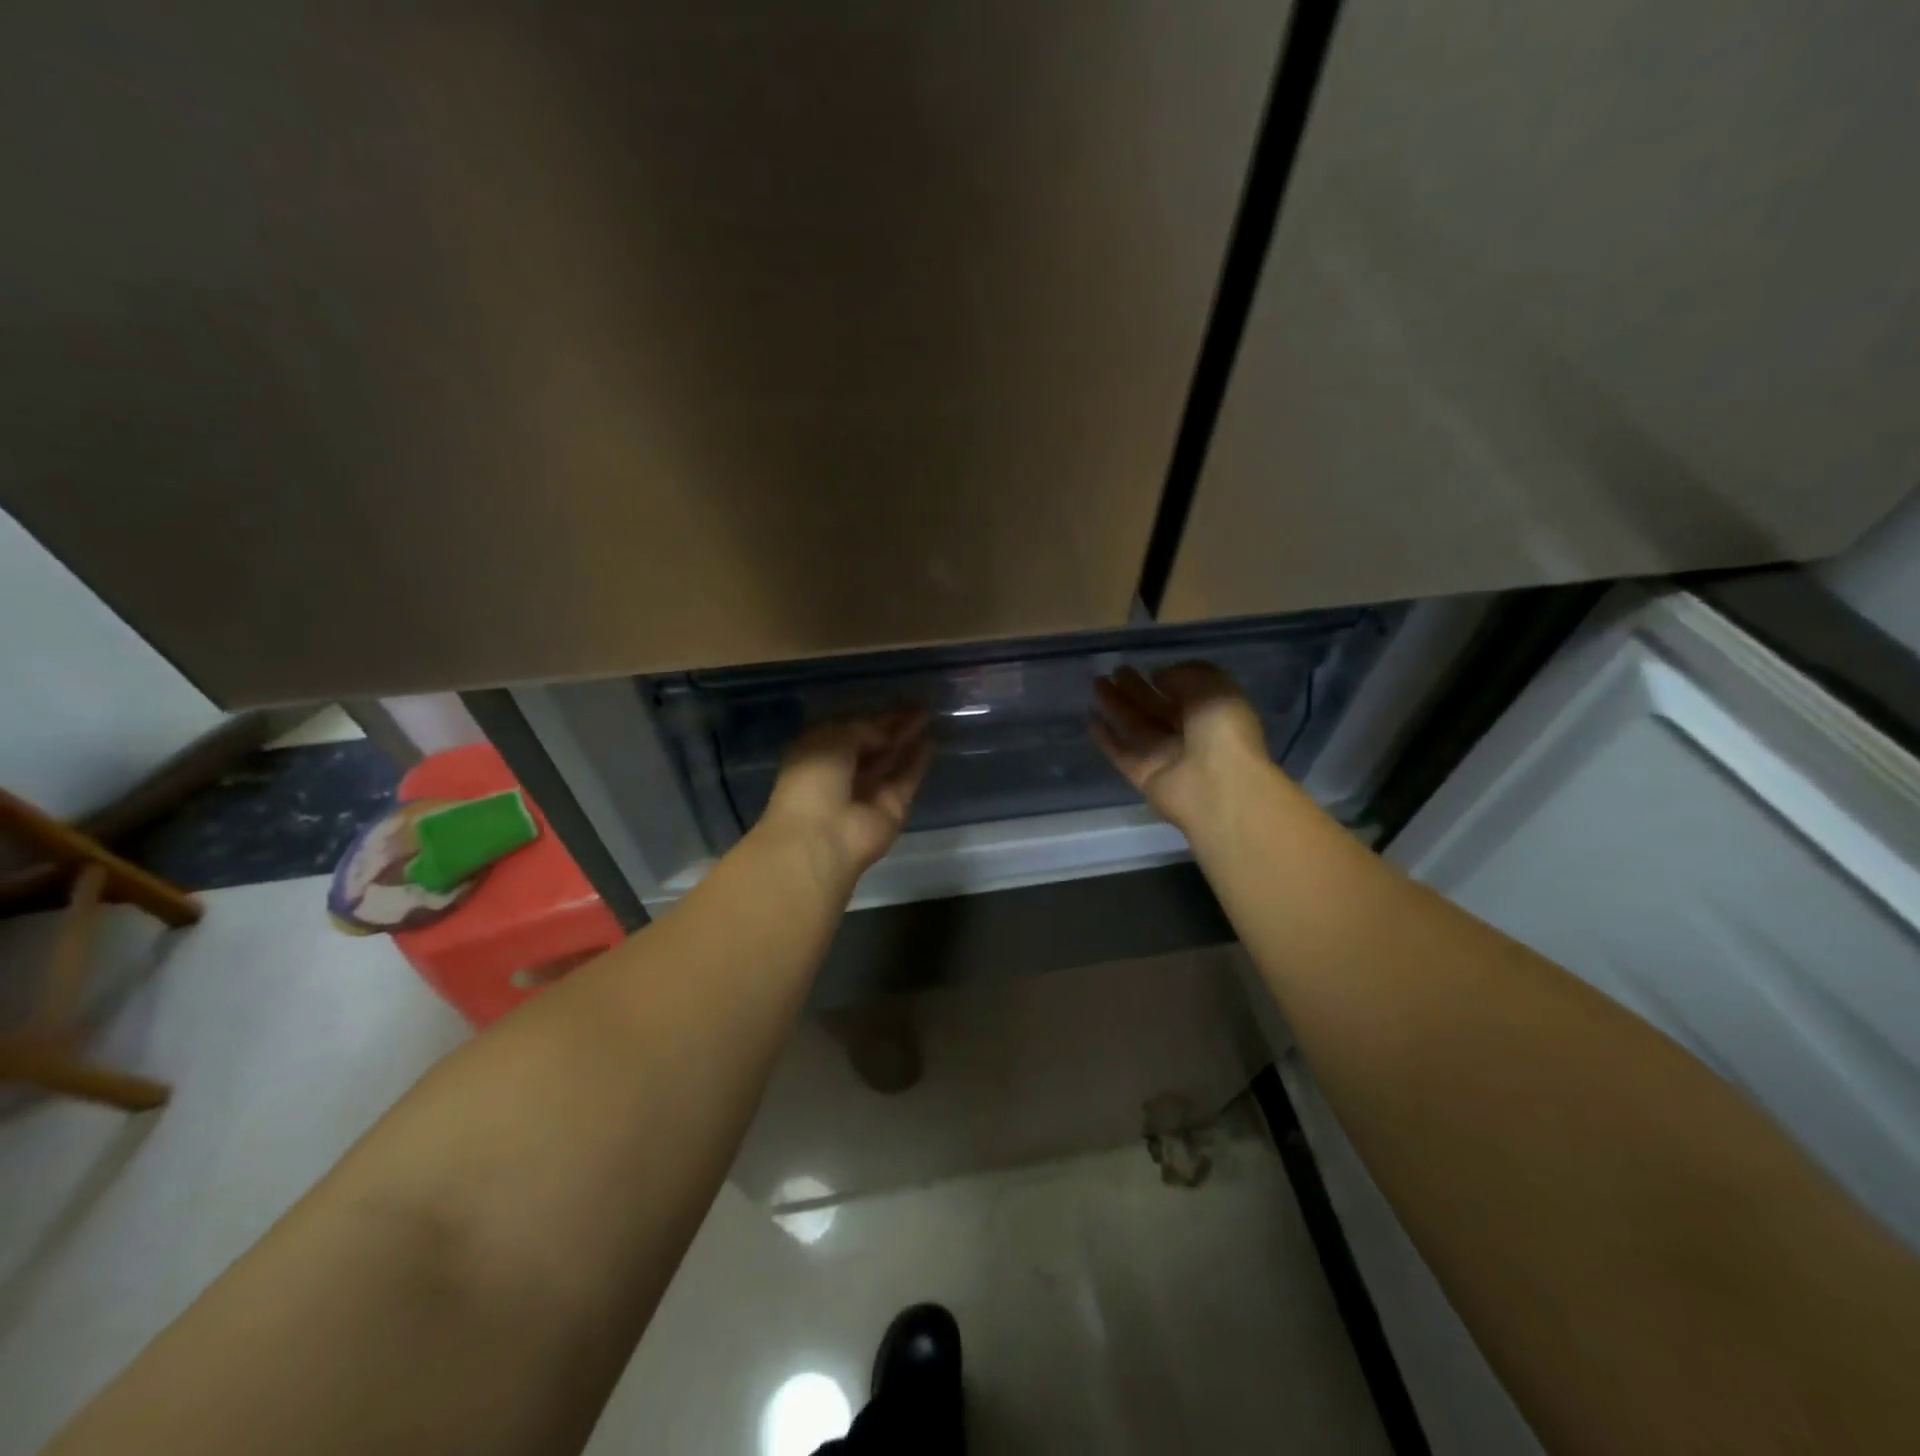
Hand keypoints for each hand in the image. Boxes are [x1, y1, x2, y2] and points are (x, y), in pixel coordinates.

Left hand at [758, 707, 932, 885]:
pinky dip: (917, 762)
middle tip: (919, 704)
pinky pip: (906, 780)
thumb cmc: (814, 779)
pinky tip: (931, 742)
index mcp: (819, 753)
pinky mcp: (892, 808)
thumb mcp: (832, 739)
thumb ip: (863, 728)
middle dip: (894, 724)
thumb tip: (886, 730)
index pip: (850, 728)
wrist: (822, 836)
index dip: (873, 714)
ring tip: (929, 715)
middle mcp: (843, 771)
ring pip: (891, 760)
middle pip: (873, 744)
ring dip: (907, 739)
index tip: (897, 698)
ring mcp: (868, 792)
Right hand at [1092, 662, 1271, 833]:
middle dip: (1135, 690)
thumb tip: (1159, 677)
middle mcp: (1188, 735)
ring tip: (1097, 684)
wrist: (1217, 786)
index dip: (1167, 679)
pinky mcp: (1142, 775)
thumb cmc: (1223, 732)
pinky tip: (1091, 719)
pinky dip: (1106, 738)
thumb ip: (1185, 675)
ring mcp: (1164, 756)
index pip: (1185, 693)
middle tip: (1114, 671)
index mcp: (1211, 714)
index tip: (1147, 668)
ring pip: (1135, 726)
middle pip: (1156, 708)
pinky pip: (1120, 753)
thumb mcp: (1214, 687)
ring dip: (1116, 705)